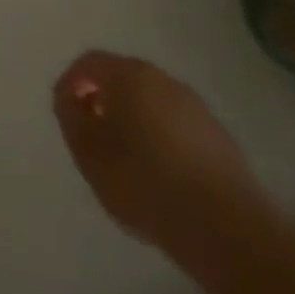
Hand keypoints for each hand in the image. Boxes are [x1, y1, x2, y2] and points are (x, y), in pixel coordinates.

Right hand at [52, 50, 266, 249]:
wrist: (228, 230)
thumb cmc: (145, 183)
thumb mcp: (87, 152)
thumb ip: (70, 116)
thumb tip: (71, 99)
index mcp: (128, 75)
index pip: (88, 63)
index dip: (71, 84)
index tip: (66, 113)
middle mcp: (163, 79)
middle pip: (122, 78)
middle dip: (103, 100)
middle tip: (92, 133)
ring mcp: (196, 107)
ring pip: (151, 101)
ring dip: (133, 119)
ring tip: (126, 157)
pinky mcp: (220, 137)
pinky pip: (176, 124)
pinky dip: (161, 137)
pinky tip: (161, 172)